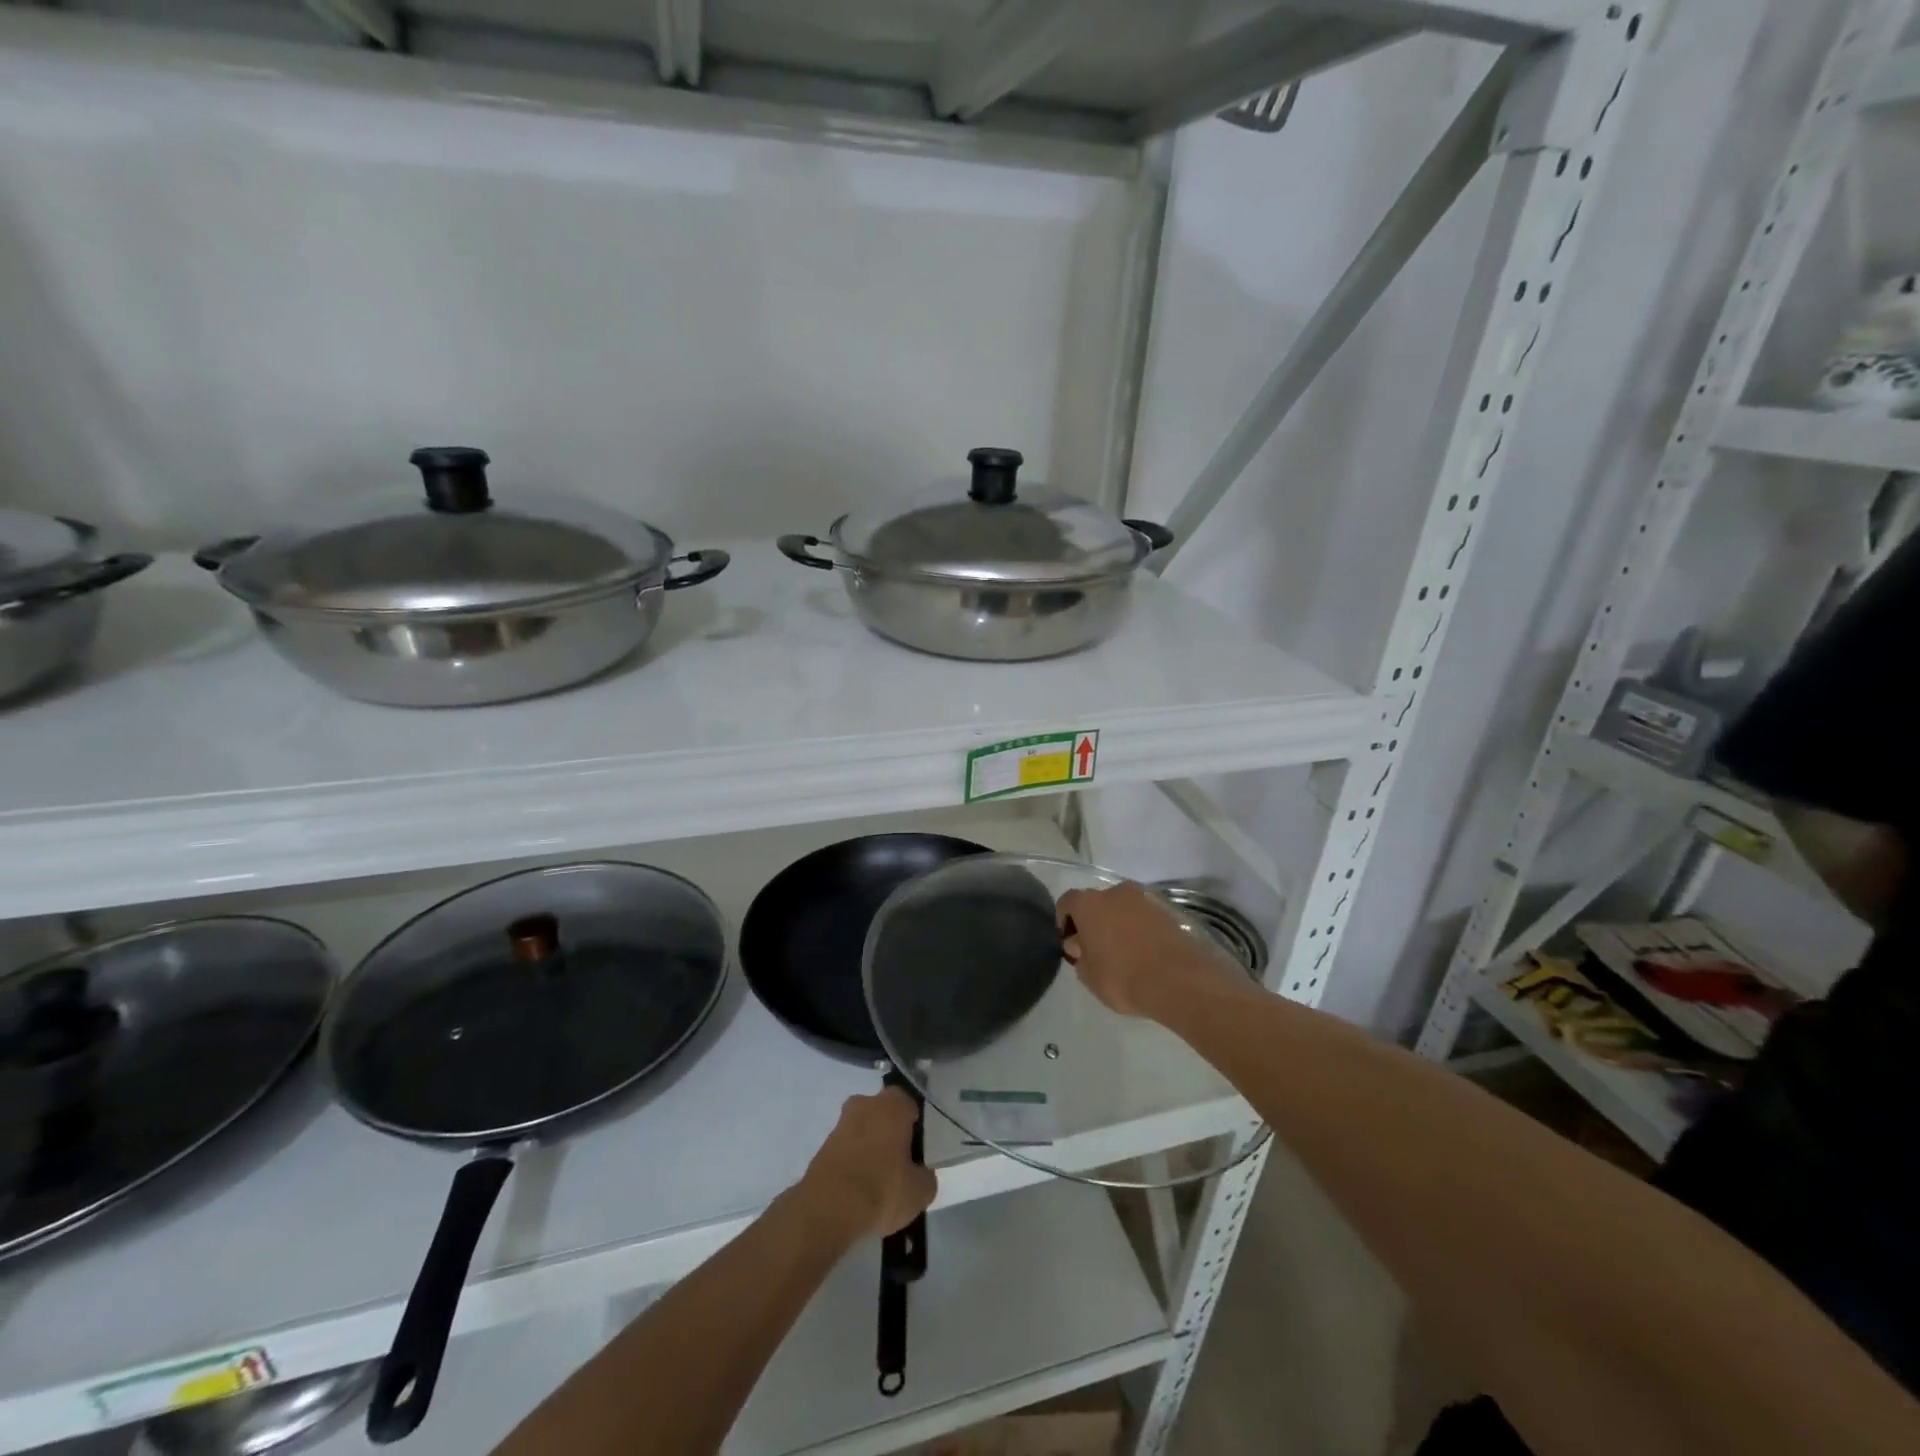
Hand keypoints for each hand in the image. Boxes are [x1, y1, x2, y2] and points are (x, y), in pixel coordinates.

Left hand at [798, 1088, 937, 1240]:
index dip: (916, 1128)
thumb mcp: (920, 1191)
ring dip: (870, 1149)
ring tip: (878, 1184)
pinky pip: (847, 1151)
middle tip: (900, 1165)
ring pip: (863, 1132)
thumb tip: (921, 1173)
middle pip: (884, 1115)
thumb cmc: (883, 1189)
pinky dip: (853, 1164)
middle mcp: (865, 1104)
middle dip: (891, 1134)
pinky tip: (859, 1190)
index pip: (910, 1105)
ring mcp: (841, 1124)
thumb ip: (926, 1176)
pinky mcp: (822, 1147)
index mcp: (893, 1104)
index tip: (919, 1150)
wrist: (828, 1209)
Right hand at [1058, 881, 1240, 1018]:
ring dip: (1119, 923)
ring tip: (1124, 952)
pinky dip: (1141, 929)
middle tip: (1096, 948)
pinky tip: (1145, 953)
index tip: (1070, 943)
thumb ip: (1079, 956)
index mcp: (1089, 903)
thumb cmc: (1123, 978)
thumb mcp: (1089, 976)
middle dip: (1094, 921)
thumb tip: (1080, 944)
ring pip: (1123, 908)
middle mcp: (1116, 892)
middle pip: (1097, 902)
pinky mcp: (1169, 911)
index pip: (1067, 902)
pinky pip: (1145, 917)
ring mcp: (1146, 899)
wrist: (1180, 981)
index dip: (1064, 921)